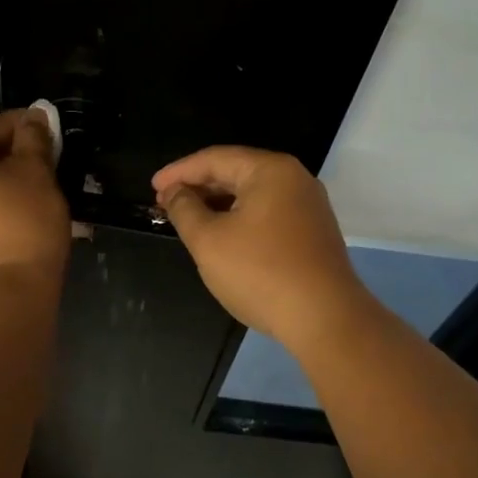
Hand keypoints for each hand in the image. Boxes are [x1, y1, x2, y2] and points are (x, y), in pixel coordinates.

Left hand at [0, 110, 69, 295]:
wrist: (7, 297)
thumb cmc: (22, 224)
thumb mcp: (35, 173)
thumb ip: (32, 138)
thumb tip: (34, 116)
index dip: (18, 125)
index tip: (45, 127)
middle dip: (6, 158)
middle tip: (41, 161)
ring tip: (30, 194)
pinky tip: (14, 223)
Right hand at [152, 146, 370, 346]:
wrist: (325, 318)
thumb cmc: (261, 273)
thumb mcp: (209, 241)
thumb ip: (185, 210)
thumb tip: (175, 192)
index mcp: (271, 170)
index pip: (215, 158)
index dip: (179, 172)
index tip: (152, 188)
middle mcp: (294, 179)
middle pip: (236, 172)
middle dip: (198, 187)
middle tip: (165, 204)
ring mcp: (308, 206)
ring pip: (253, 195)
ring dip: (218, 204)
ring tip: (188, 220)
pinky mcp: (313, 232)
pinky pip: (268, 214)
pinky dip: (240, 219)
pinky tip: (223, 236)